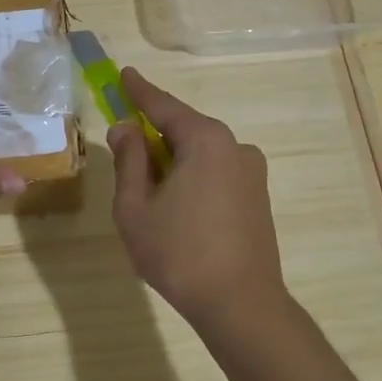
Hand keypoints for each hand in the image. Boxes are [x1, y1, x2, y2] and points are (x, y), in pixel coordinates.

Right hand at [107, 67, 287, 328]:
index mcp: (205, 141)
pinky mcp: (257, 198)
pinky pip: (215, 174)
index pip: (164, 106)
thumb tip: (126, 129)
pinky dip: (191, 179)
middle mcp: (235, 147)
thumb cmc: (180, 254)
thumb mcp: (136, 207)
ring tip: (148, 195)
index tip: (124, 74)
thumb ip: (129, 161)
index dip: (139, 91)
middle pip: (184, 130)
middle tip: (125, 146)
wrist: (241, 306)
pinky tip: (176, 211)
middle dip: (153, 135)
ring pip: (200, 155)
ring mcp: (252, 173)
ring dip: (172, 163)